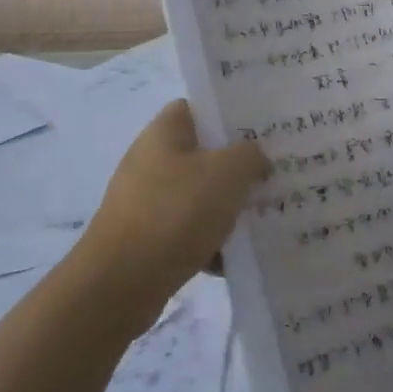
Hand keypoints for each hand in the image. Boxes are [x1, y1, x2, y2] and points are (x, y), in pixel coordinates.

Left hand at [79, 102, 269, 324]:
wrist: (121, 284)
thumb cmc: (175, 213)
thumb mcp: (227, 173)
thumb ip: (251, 156)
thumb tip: (256, 159)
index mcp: (164, 133)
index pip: (197, 107)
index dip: (228, 114)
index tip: (261, 130)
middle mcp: (150, 161)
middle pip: (202, 154)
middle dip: (237, 166)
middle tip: (272, 175)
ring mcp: (145, 201)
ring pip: (198, 195)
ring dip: (226, 207)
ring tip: (261, 218)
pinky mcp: (146, 239)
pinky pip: (188, 232)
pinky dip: (209, 242)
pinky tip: (233, 258)